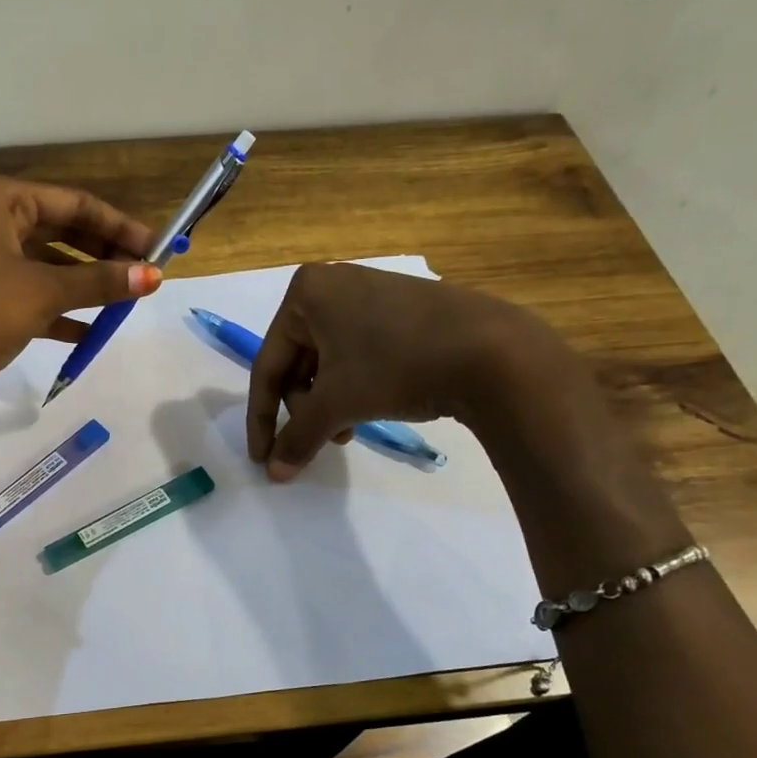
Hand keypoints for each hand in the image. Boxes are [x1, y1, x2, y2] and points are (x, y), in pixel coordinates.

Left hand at [0, 174, 160, 442]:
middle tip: (146, 276)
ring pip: (45, 268)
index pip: (74, 203)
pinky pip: (29, 299)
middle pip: (60, 232)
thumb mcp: (42, 292)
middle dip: (103, 255)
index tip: (159, 249)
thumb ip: (99, 282)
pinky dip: (59, 313)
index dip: (119, 226)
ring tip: (125, 303)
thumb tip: (154, 276)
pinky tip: (90, 331)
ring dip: (85, 285)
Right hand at [245, 262, 578, 480]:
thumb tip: (274, 474)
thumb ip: (297, 438)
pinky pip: (357, 352)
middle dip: (305, 409)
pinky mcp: (401, 308)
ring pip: (328, 361)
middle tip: (321, 440)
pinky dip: (354, 385)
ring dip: (329, 403)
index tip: (262, 458)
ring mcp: (370, 293)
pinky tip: (370, 408)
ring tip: (346, 431)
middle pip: (297, 363)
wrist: (495, 352)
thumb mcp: (337, 404)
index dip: (262, 418)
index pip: (268, 365)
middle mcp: (332, 283)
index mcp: (304, 292)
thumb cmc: (397, 366)